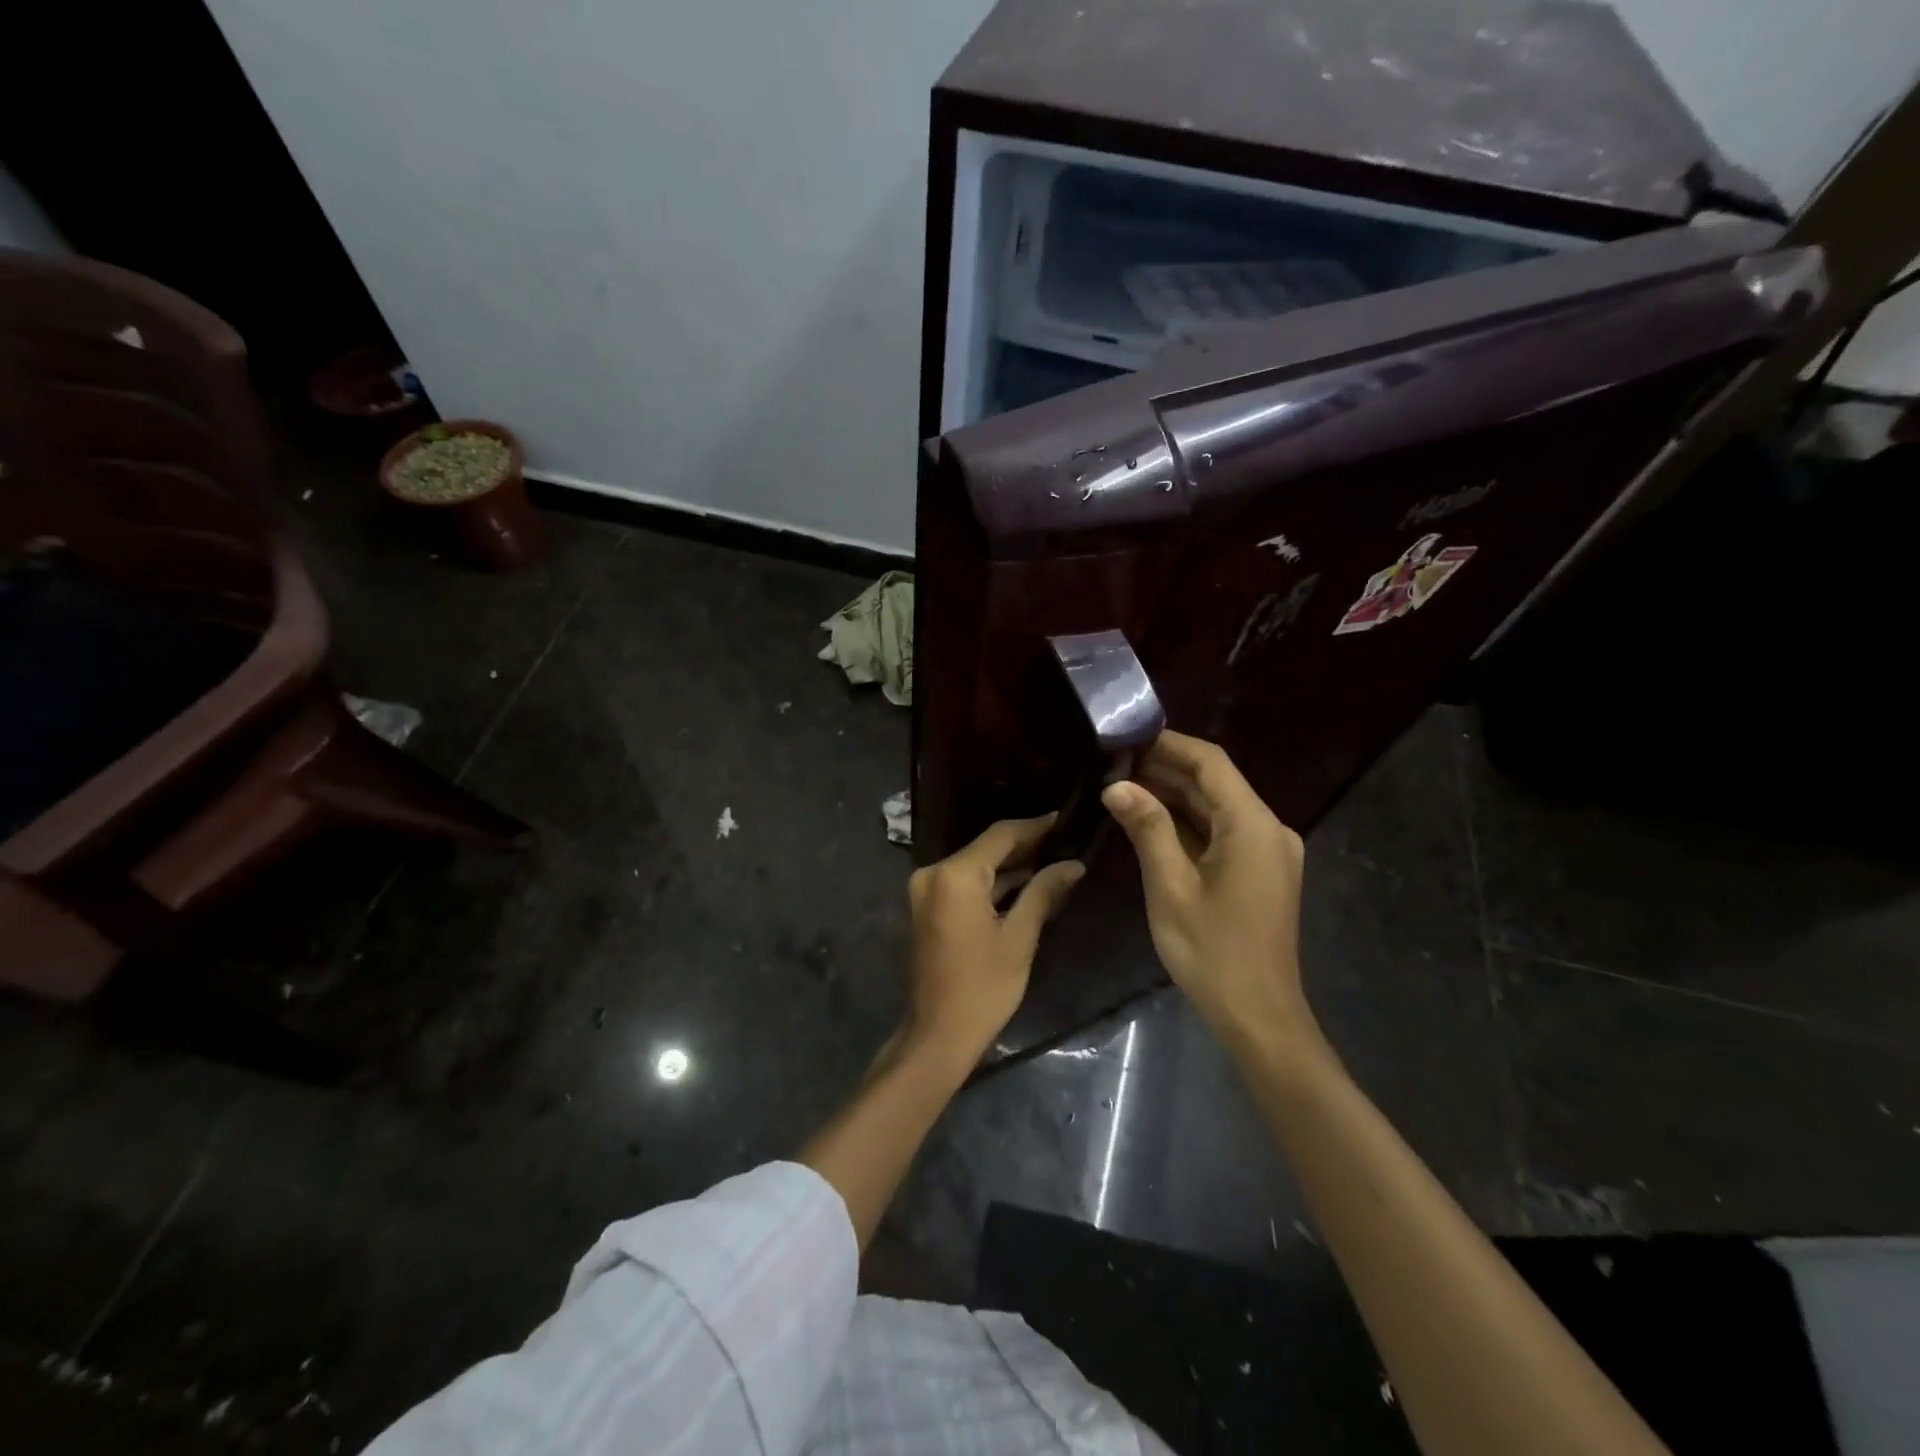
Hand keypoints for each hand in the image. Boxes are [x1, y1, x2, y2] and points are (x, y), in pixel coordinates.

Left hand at [906, 815, 1084, 1059]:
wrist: (937, 1034)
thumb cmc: (983, 988)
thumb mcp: (1020, 938)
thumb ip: (1043, 892)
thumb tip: (1072, 864)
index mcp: (955, 876)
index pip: (1001, 836)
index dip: (1035, 827)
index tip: (1065, 820)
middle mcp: (934, 873)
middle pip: (986, 849)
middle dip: (1026, 846)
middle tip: (1066, 841)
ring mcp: (927, 890)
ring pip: (976, 866)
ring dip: (1011, 866)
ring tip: (1054, 861)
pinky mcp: (928, 906)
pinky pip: (965, 884)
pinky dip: (992, 884)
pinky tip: (1027, 884)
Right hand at [1101, 732, 1309, 1037]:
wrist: (1258, 1016)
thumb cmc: (1212, 952)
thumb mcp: (1171, 886)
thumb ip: (1147, 828)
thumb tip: (1116, 785)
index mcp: (1253, 826)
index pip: (1211, 763)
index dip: (1170, 744)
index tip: (1128, 736)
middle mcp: (1269, 829)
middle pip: (1215, 783)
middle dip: (1166, 770)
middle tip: (1114, 762)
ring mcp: (1268, 851)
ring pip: (1217, 808)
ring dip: (1175, 795)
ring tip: (1123, 784)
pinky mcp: (1261, 871)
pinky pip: (1222, 832)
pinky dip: (1188, 822)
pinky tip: (1150, 819)